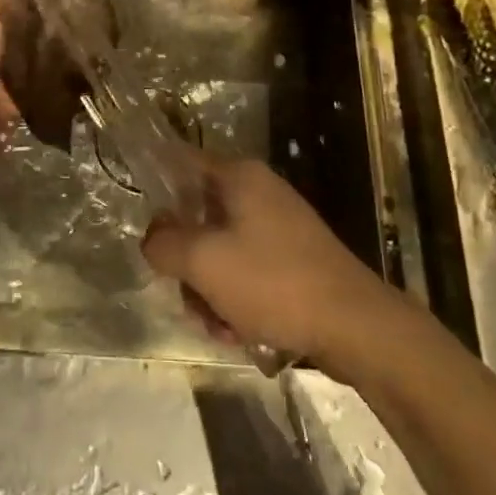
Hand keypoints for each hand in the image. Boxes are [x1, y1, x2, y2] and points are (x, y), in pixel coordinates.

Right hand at [141, 156, 396, 368]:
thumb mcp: (203, 261)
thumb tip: (152, 238)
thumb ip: (163, 244)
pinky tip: (239, 333)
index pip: (180, 162)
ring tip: (218, 326)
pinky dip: (235, 300)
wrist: (354, 325)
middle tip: (188, 296)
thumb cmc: (272, 281)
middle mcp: (258, 192)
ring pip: (219, 251)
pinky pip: (246, 272)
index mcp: (238, 177)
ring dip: (209, 291)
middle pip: (197, 217)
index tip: (141, 222)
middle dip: (187, 263)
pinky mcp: (292, 260)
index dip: (155, 186)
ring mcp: (278, 227)